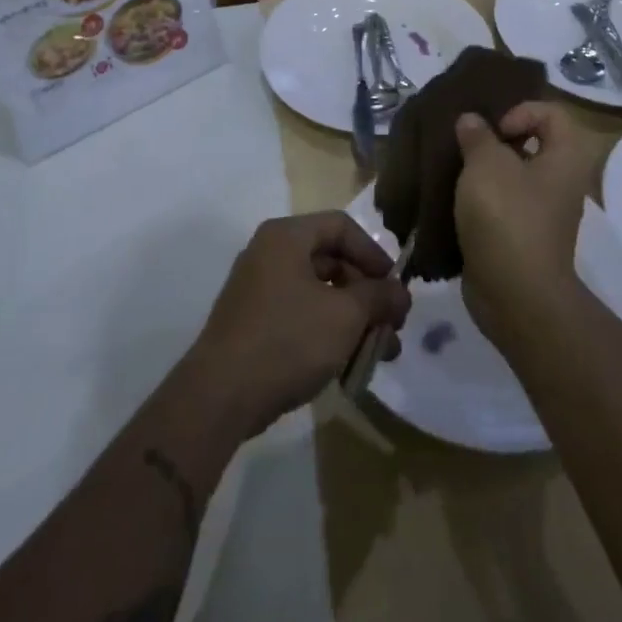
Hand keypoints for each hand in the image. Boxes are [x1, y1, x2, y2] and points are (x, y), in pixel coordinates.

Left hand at [190, 212, 411, 436]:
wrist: (221, 395)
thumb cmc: (288, 340)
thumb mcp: (345, 316)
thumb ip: (378, 297)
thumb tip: (400, 292)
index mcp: (287, 236)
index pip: (341, 226)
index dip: (374, 254)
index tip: (395, 288)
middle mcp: (269, 253)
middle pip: (331, 259)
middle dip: (367, 293)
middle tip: (393, 326)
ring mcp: (258, 287)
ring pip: (318, 291)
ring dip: (353, 317)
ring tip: (381, 352)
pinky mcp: (254, 321)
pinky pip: (300, 313)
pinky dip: (328, 330)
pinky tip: (349, 361)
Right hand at [453, 101, 599, 346]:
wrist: (515, 295)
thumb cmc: (507, 217)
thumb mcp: (487, 164)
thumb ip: (478, 136)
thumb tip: (472, 121)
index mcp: (565, 159)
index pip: (553, 114)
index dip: (521, 111)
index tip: (494, 130)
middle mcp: (559, 183)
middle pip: (531, 144)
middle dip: (494, 140)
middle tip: (464, 144)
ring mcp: (541, 213)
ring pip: (512, 176)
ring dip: (482, 171)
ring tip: (452, 169)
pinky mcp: (520, 237)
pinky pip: (500, 205)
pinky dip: (478, 200)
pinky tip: (451, 200)